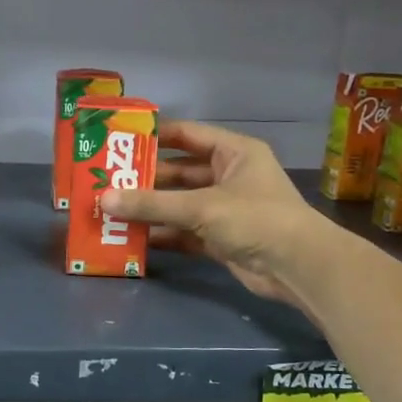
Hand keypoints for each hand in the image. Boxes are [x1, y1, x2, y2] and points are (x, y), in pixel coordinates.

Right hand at [98, 120, 329, 305]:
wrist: (297, 267)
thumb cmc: (255, 219)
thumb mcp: (201, 206)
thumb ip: (152, 204)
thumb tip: (104, 199)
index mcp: (233, 152)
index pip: (187, 135)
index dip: (153, 136)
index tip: (118, 141)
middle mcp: (229, 176)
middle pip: (180, 172)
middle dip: (146, 179)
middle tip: (107, 181)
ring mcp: (225, 209)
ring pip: (180, 204)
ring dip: (151, 209)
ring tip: (111, 210)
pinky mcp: (221, 239)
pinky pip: (185, 232)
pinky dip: (163, 235)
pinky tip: (133, 238)